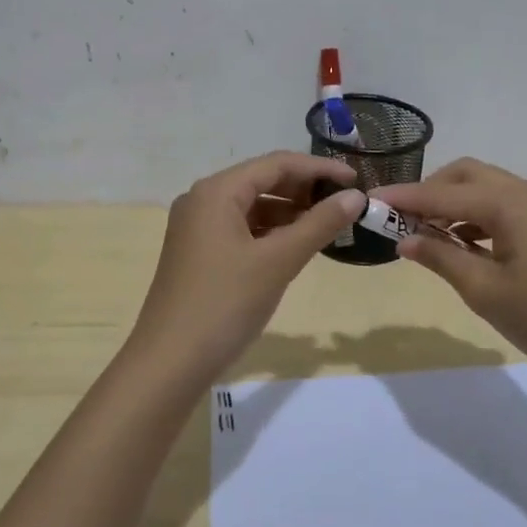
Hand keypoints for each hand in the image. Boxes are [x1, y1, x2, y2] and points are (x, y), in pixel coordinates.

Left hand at [122, 152, 364, 384]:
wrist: (170, 363)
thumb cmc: (225, 304)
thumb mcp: (278, 262)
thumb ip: (319, 224)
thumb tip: (356, 197)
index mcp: (216, 191)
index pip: (276, 164)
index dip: (319, 168)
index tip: (356, 180)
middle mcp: (202, 200)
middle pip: (262, 181)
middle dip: (304, 190)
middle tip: (345, 204)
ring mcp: (197, 228)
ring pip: (253, 207)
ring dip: (290, 213)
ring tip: (328, 226)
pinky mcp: (199, 254)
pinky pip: (242, 230)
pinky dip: (271, 233)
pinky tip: (296, 247)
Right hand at [378, 159, 526, 388]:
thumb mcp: (484, 290)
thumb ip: (440, 257)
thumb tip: (404, 240)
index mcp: (509, 202)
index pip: (442, 193)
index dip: (403, 198)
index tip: (368, 201)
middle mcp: (525, 192)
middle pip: (465, 175)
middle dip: (429, 191)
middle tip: (400, 220)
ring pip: (484, 189)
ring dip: (451, 203)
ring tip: (424, 235)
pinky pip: (501, 206)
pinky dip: (474, 217)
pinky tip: (460, 244)